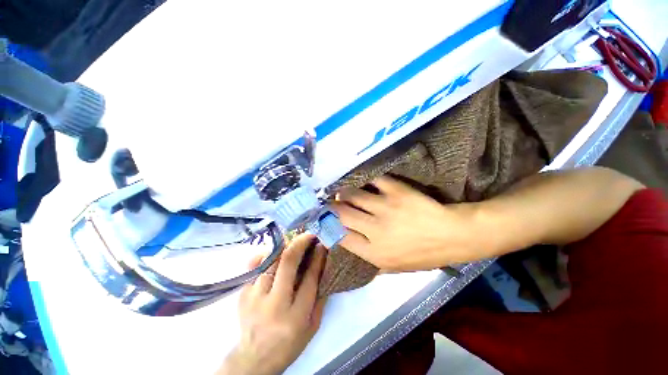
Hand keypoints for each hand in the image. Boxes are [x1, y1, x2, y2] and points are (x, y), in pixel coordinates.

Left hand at [217, 235, 326, 374]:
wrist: (254, 358)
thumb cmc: (289, 343)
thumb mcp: (312, 326)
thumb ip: (320, 298)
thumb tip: (323, 267)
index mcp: (296, 316)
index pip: (310, 278)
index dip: (317, 257)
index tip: (322, 245)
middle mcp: (274, 304)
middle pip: (288, 263)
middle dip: (300, 243)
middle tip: (309, 235)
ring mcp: (255, 297)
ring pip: (271, 260)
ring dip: (285, 246)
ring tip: (293, 240)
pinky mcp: (243, 293)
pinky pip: (255, 265)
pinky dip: (266, 254)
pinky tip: (274, 251)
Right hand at [332, 176, 481, 271]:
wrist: (453, 236)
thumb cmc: (424, 255)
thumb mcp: (396, 269)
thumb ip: (371, 263)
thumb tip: (350, 249)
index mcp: (374, 252)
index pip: (340, 236)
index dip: (328, 226)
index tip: (324, 220)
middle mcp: (375, 230)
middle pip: (341, 213)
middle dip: (331, 207)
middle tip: (329, 202)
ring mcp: (385, 208)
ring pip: (352, 194)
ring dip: (345, 192)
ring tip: (344, 192)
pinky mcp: (397, 191)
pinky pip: (374, 181)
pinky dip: (367, 181)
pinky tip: (366, 183)